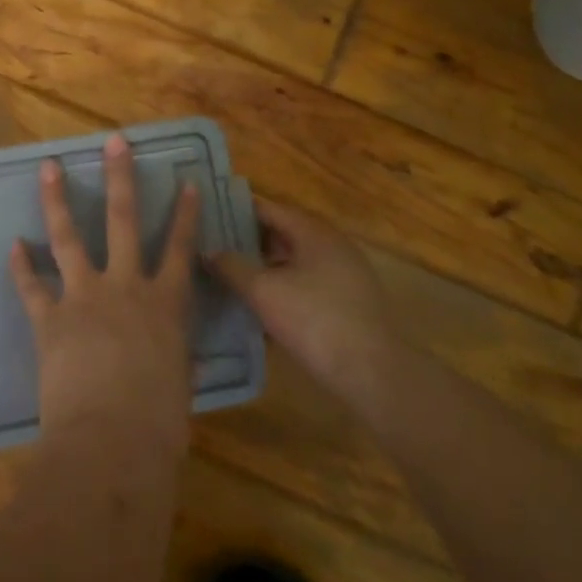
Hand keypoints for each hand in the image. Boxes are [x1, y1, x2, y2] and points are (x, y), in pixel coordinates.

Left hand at [8, 134, 200, 459]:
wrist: (111, 445)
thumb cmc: (159, 427)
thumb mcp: (177, 387)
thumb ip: (174, 361)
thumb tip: (175, 362)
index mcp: (166, 305)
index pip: (180, 248)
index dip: (185, 214)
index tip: (185, 182)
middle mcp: (126, 287)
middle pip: (123, 220)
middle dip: (119, 177)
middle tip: (113, 142)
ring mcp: (84, 297)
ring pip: (70, 237)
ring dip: (57, 200)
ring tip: (48, 167)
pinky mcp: (50, 319)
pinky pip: (32, 286)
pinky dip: (21, 267)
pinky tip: (13, 245)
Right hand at [207, 199, 399, 404]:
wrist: (374, 374)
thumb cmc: (315, 321)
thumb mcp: (263, 292)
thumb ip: (232, 266)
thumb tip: (208, 250)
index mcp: (313, 232)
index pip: (267, 208)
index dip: (235, 210)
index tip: (208, 215)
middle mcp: (331, 245)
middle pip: (282, 233)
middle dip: (247, 240)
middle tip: (212, 247)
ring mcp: (344, 274)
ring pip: (294, 260)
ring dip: (264, 266)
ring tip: (230, 275)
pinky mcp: (349, 302)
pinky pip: (307, 283)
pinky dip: (283, 287)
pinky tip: (261, 306)